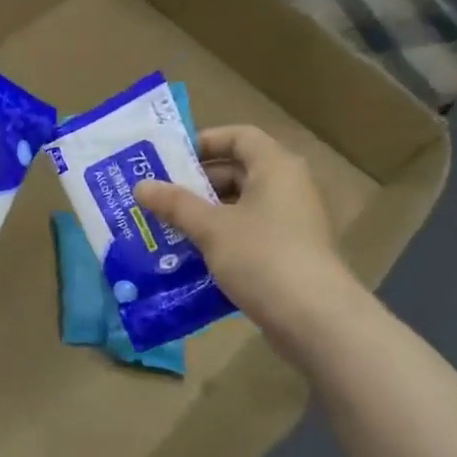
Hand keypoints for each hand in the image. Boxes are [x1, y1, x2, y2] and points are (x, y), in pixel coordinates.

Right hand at [133, 125, 350, 335]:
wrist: (316, 320)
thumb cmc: (262, 257)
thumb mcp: (211, 228)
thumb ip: (175, 204)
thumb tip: (141, 186)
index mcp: (276, 168)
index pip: (240, 137)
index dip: (205, 141)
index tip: (170, 160)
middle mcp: (288, 188)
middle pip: (237, 172)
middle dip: (196, 184)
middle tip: (158, 197)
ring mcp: (290, 224)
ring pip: (239, 207)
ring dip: (203, 214)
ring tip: (165, 227)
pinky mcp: (287, 255)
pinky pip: (247, 236)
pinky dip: (219, 240)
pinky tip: (188, 257)